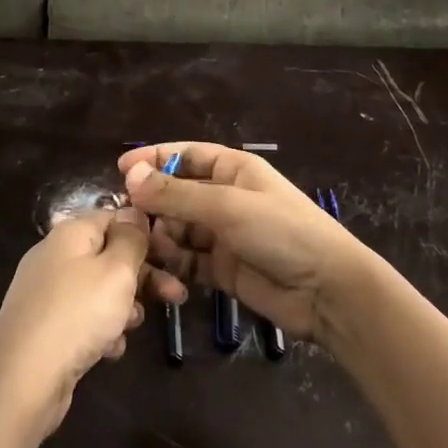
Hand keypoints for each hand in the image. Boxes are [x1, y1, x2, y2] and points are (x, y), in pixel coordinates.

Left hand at [0, 207, 185, 441]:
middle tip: (176, 296)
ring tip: (135, 325)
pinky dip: (101, 330)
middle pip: (109, 255)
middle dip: (144, 276)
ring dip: (124, 306)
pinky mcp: (44, 327)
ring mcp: (47, 293)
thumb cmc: (77, 314)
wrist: (22, 379)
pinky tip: (110, 350)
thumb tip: (134, 212)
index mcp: (71, 233)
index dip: (145, 233)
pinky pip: (83, 319)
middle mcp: (55, 256)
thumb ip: (131, 238)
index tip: (173, 255)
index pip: (114, 217)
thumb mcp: (116, 270)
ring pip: (99, 290)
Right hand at [119, 143, 377, 340]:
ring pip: (177, 229)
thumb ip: (176, 195)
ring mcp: (222, 235)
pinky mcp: (221, 269)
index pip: (186, 155)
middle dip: (152, 204)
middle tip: (125, 220)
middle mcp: (224, 198)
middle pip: (176, 194)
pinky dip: (172, 265)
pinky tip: (161, 273)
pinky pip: (186, 260)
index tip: (120, 169)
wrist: (327, 291)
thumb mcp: (227, 207)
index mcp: (232, 170)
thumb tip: (130, 177)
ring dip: (160, 237)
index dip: (154, 159)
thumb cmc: (281, 232)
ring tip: (144, 249)